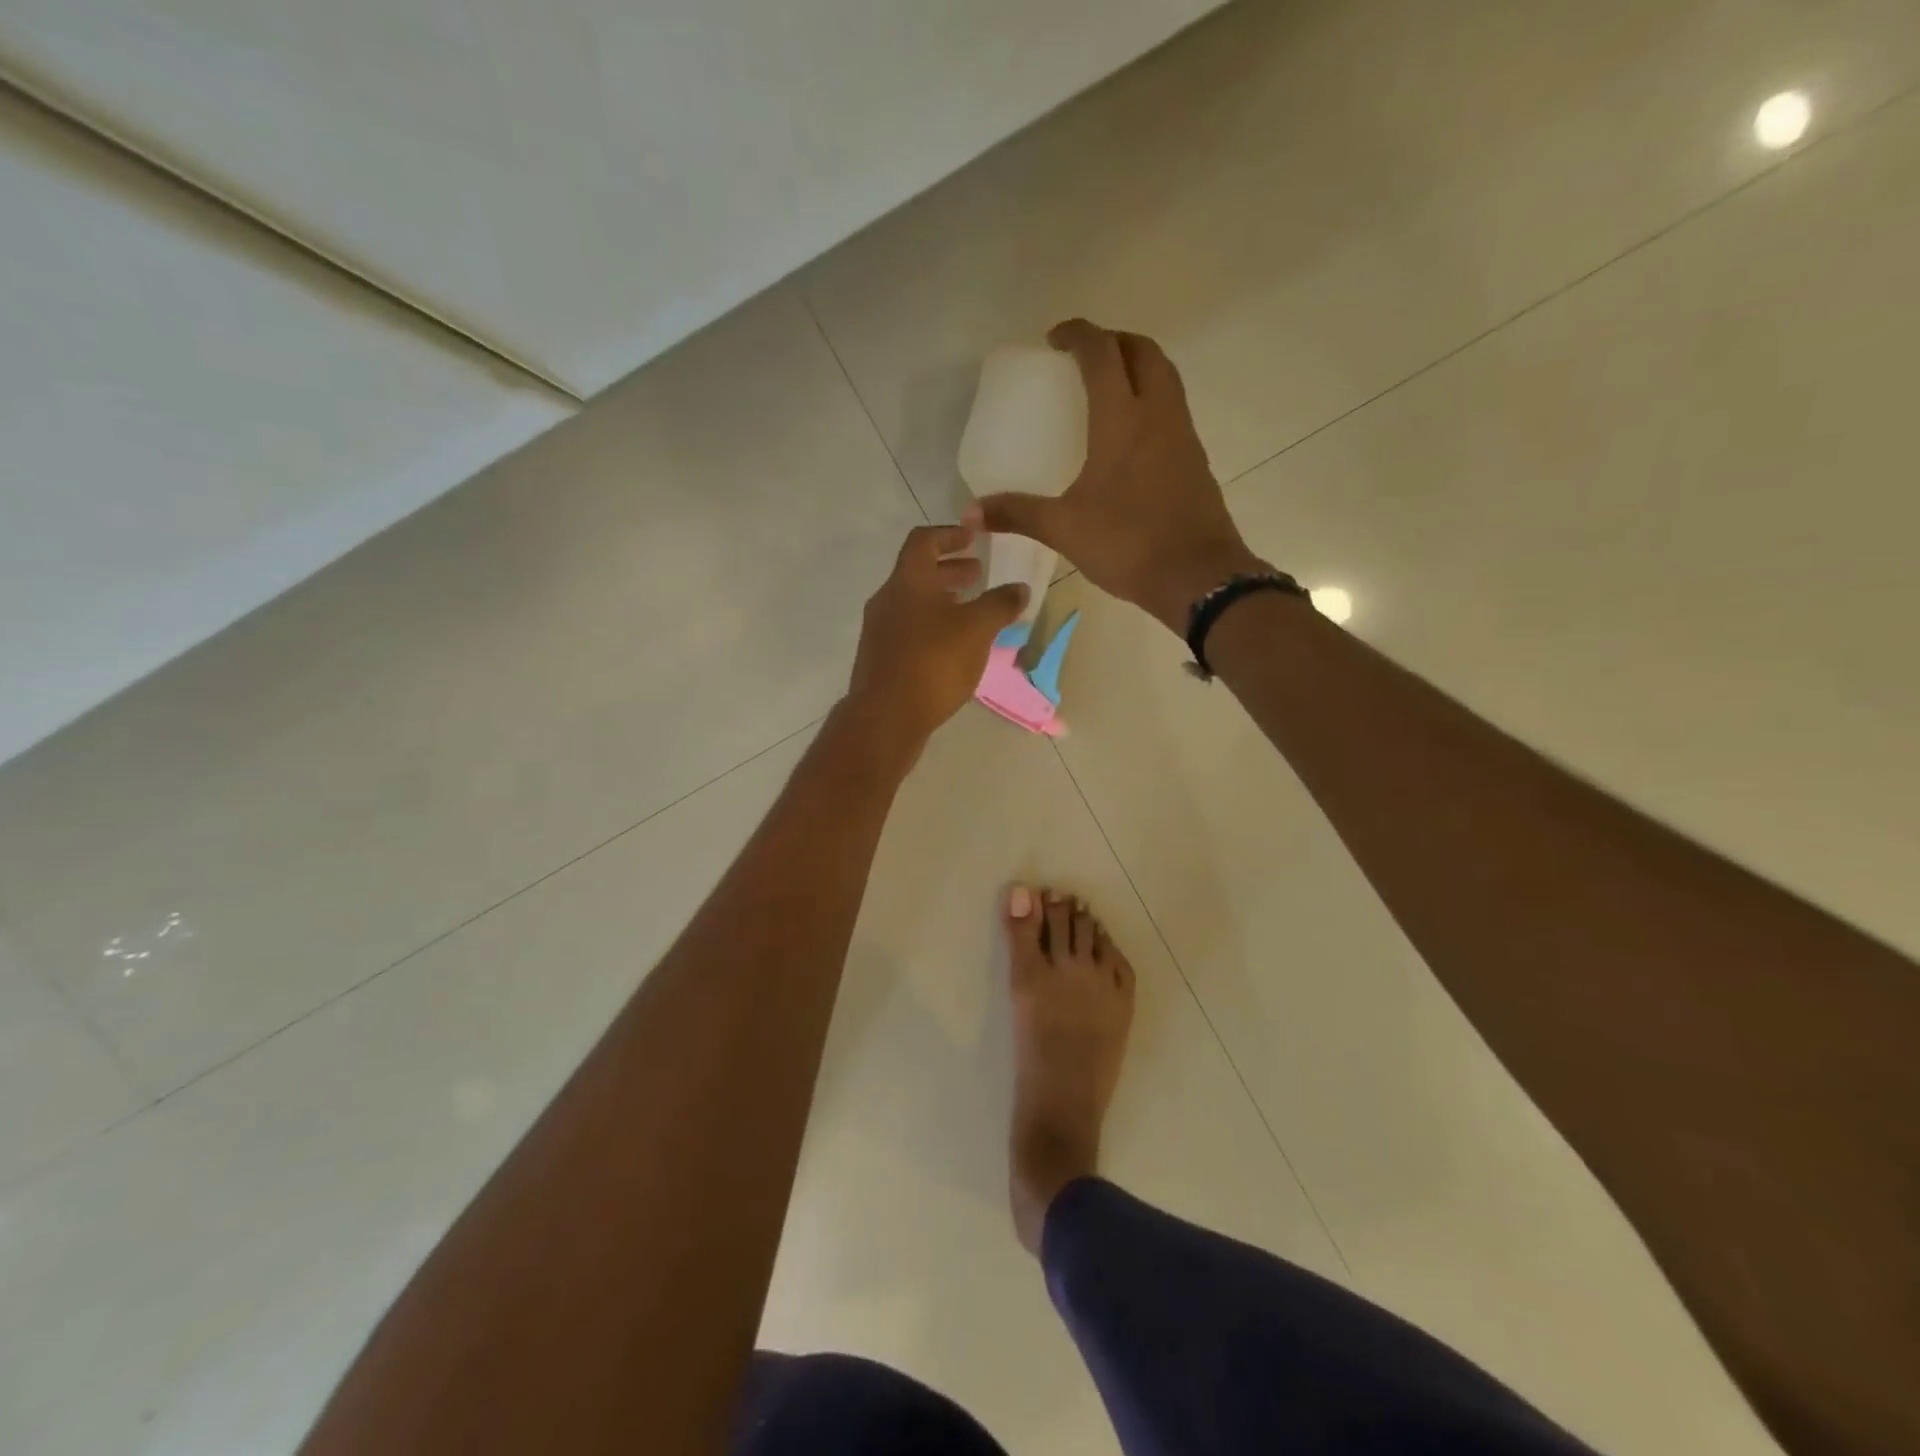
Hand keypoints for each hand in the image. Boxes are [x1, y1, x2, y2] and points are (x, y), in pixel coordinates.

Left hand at [846, 524, 1028, 751]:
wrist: (886, 717)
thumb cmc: (933, 662)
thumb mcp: (977, 629)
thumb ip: (1000, 604)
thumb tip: (1019, 589)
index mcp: (908, 581)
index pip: (924, 541)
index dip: (950, 534)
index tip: (973, 538)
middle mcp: (887, 600)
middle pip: (918, 573)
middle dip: (950, 571)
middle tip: (978, 575)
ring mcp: (879, 631)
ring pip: (913, 603)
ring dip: (942, 600)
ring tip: (970, 612)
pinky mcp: (880, 659)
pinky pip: (908, 629)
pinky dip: (932, 625)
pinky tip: (952, 647)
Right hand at [965, 319, 1262, 633]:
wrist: (1197, 576)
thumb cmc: (1128, 543)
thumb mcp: (1064, 529)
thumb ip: (1017, 514)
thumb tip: (969, 513)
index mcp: (1122, 418)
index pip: (1101, 353)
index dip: (1078, 335)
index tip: (1055, 340)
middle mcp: (1158, 413)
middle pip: (1143, 351)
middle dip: (1113, 342)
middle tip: (1084, 358)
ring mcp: (1183, 435)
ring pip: (1165, 377)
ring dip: (1138, 366)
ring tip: (1108, 389)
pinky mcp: (1196, 460)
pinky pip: (1173, 409)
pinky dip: (1152, 400)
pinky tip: (1132, 437)